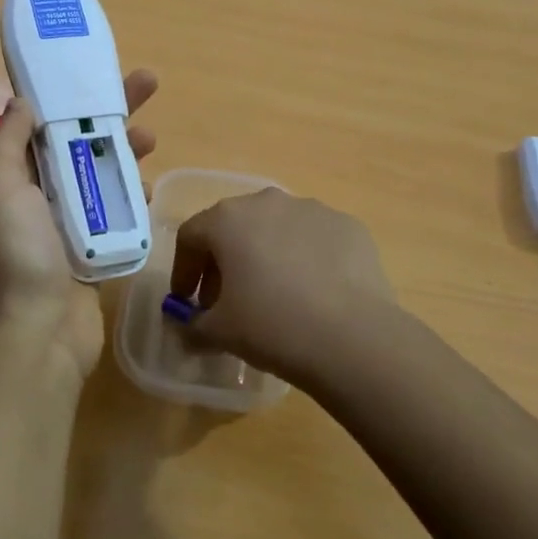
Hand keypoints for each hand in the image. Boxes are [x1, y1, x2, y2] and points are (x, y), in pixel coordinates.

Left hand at [0, 69, 157, 378]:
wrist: (39, 333)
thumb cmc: (18, 253)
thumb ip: (8, 142)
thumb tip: (22, 101)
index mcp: (15, 176)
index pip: (44, 122)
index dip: (70, 94)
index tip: (97, 71)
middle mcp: (40, 194)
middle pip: (79, 140)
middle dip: (111, 112)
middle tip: (148, 84)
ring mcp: (68, 222)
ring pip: (102, 173)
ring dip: (126, 151)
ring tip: (152, 138)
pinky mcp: (94, 247)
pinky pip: (116, 211)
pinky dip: (132, 196)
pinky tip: (148, 189)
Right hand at [169, 189, 400, 389]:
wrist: (353, 336)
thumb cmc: (272, 326)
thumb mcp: (219, 333)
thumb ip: (193, 326)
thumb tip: (189, 328)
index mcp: (228, 219)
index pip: (191, 236)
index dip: (184, 270)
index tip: (188, 301)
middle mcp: (267, 202)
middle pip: (234, 227)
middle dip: (225, 262)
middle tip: (228, 301)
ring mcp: (312, 209)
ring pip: (276, 229)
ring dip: (267, 256)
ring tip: (275, 297)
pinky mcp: (348, 225)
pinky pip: (314, 239)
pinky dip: (306, 259)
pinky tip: (314, 294)